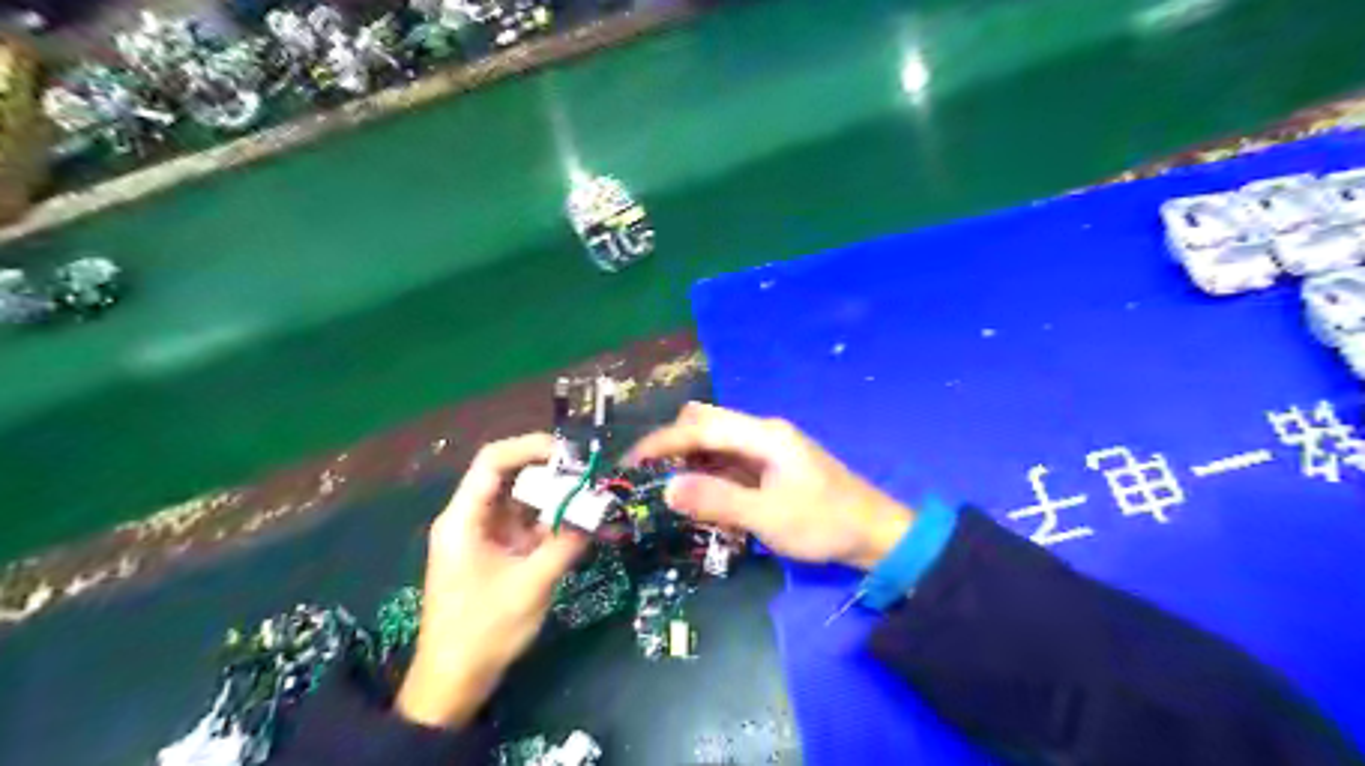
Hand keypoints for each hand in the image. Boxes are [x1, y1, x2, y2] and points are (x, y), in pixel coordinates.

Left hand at [394, 433, 584, 727]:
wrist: (453, 682)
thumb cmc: (483, 631)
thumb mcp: (531, 585)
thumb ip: (566, 544)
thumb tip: (599, 512)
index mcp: (464, 518)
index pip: (493, 461)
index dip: (530, 447)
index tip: (569, 455)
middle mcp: (471, 518)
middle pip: (511, 477)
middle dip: (551, 474)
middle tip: (589, 478)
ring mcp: (484, 536)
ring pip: (522, 501)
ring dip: (555, 499)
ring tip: (591, 500)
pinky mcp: (496, 553)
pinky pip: (526, 525)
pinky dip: (551, 523)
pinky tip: (579, 526)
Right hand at [628, 403, 915, 569]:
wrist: (874, 533)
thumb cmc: (823, 523)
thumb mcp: (768, 517)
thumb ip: (717, 500)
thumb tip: (667, 488)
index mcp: (763, 435)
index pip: (701, 428)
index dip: (663, 441)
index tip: (632, 461)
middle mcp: (762, 433)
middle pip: (706, 425)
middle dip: (674, 446)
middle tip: (650, 477)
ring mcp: (767, 449)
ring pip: (716, 444)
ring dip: (690, 462)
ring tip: (669, 491)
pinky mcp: (771, 466)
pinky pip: (729, 463)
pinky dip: (709, 475)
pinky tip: (702, 498)